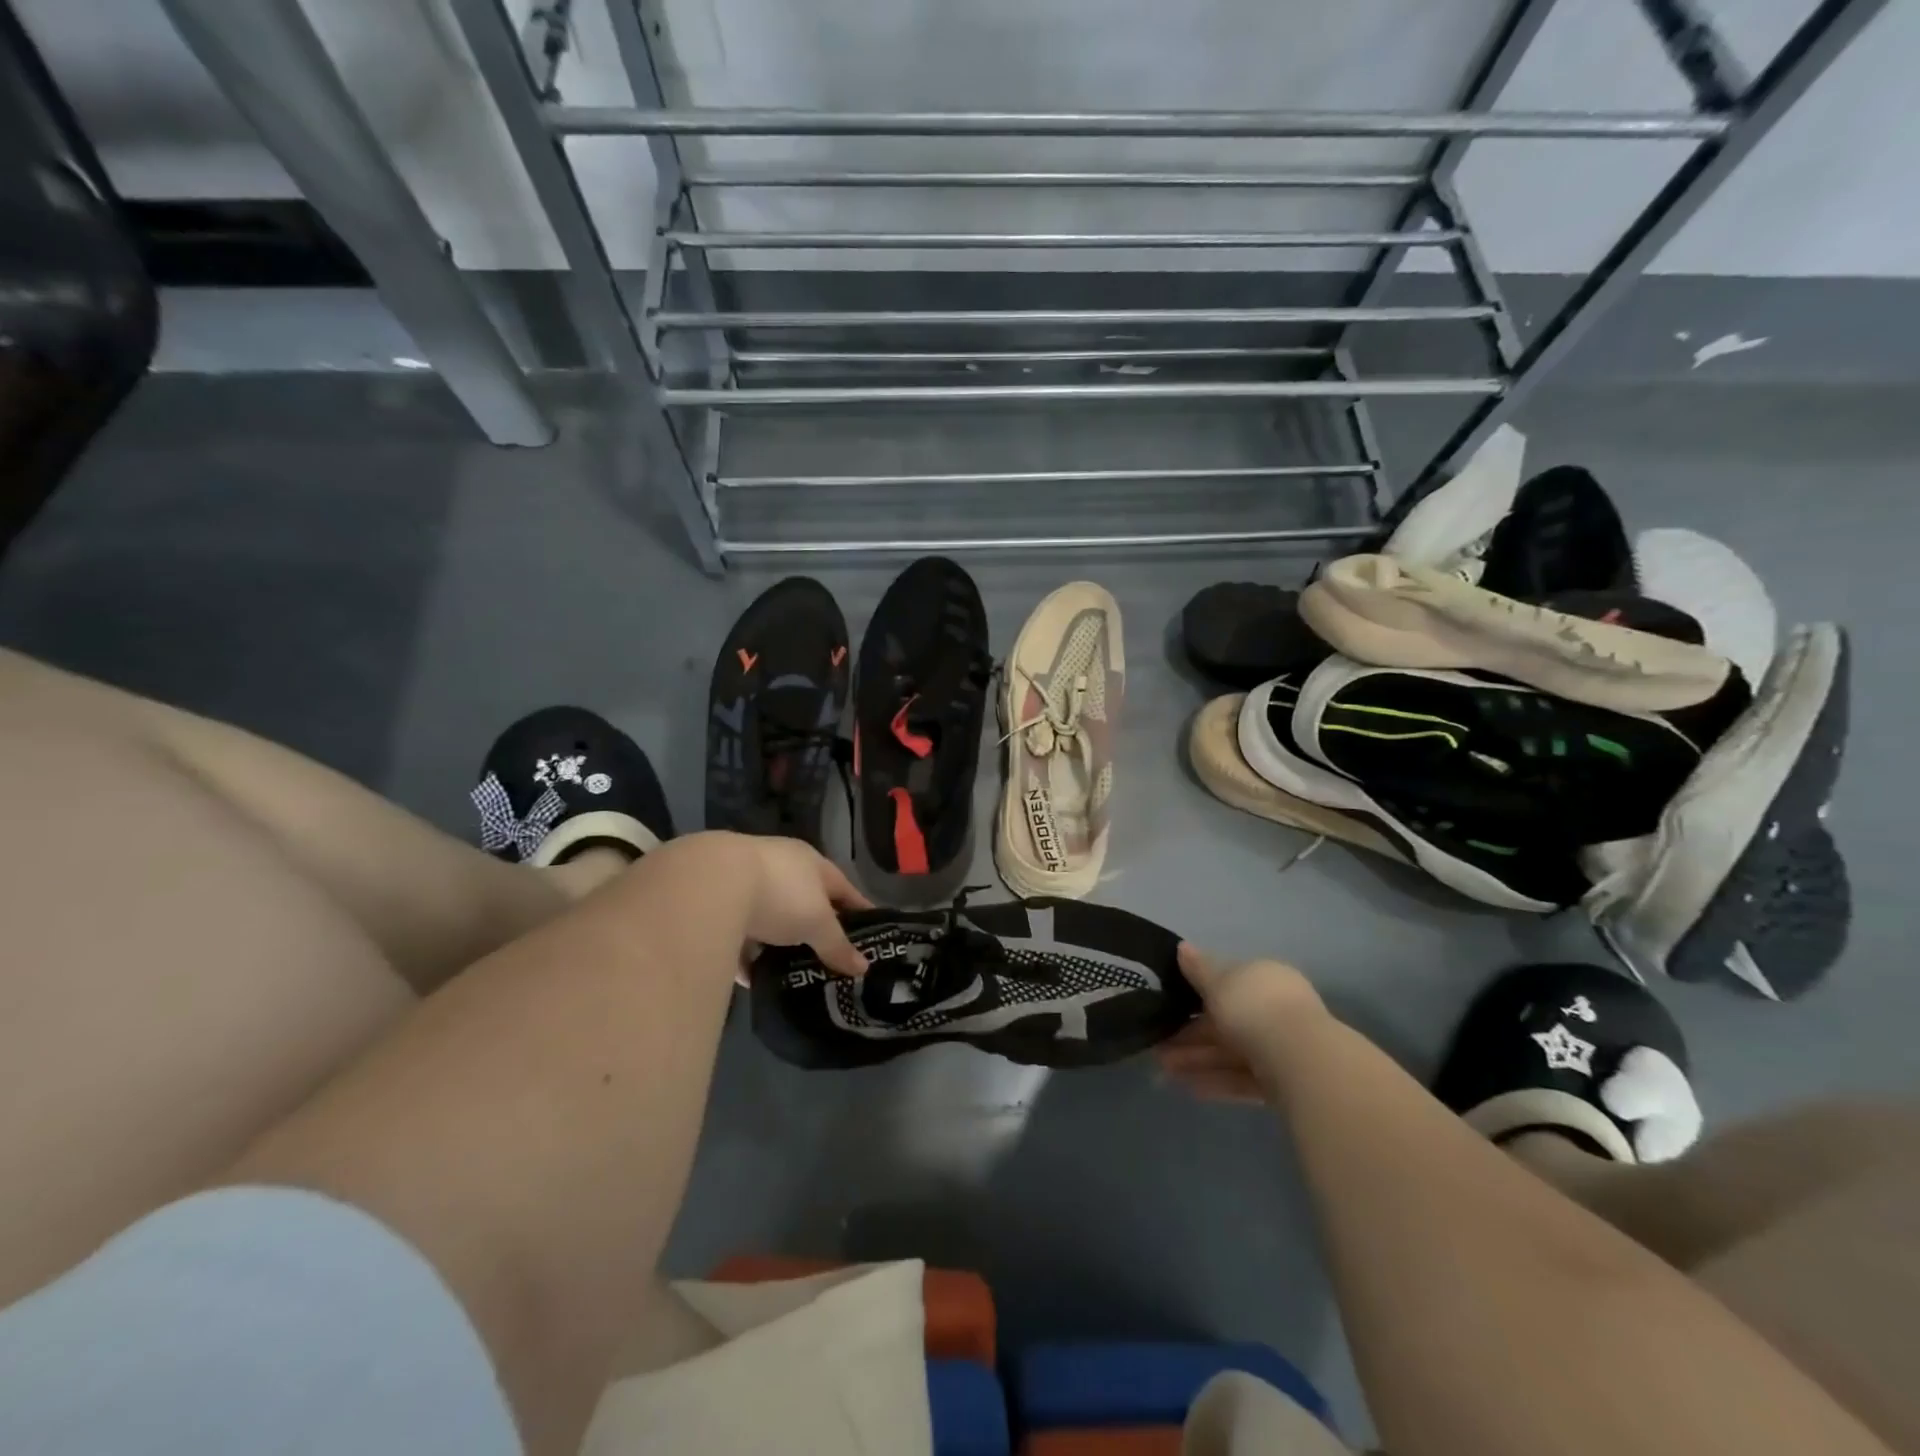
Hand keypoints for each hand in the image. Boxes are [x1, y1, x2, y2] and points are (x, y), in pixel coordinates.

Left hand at [731, 834, 872, 976]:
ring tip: (791, 972)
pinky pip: (739, 933)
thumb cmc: (779, 894)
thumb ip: (838, 945)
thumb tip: (864, 968)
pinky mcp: (717, 903)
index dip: (858, 910)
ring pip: (770, 918)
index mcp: (810, 862)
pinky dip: (747, 954)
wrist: (709, 885)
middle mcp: (780, 867)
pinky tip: (752, 978)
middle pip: (805, 901)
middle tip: (829, 959)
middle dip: (815, 929)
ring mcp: (746, 883)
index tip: (870, 933)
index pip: (843, 887)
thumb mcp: (817, 923)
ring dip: (778, 943)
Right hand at [1157, 944, 1325, 1102]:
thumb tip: (1182, 947)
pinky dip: (1216, 1081)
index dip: (1195, 994)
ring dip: (1197, 1059)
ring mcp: (1281, 1047)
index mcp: (1264, 978)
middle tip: (1157, 1044)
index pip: (1227, 983)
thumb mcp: (1218, 981)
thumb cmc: (1254, 1008)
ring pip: (1231, 1052)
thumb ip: (1198, 968)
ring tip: (1162, 1069)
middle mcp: (1275, 1009)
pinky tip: (1188, 1087)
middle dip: (1190, 1033)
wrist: (1301, 1062)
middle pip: (1226, 1020)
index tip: (1167, 1006)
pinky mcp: (1283, 1083)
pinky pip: (1242, 1078)